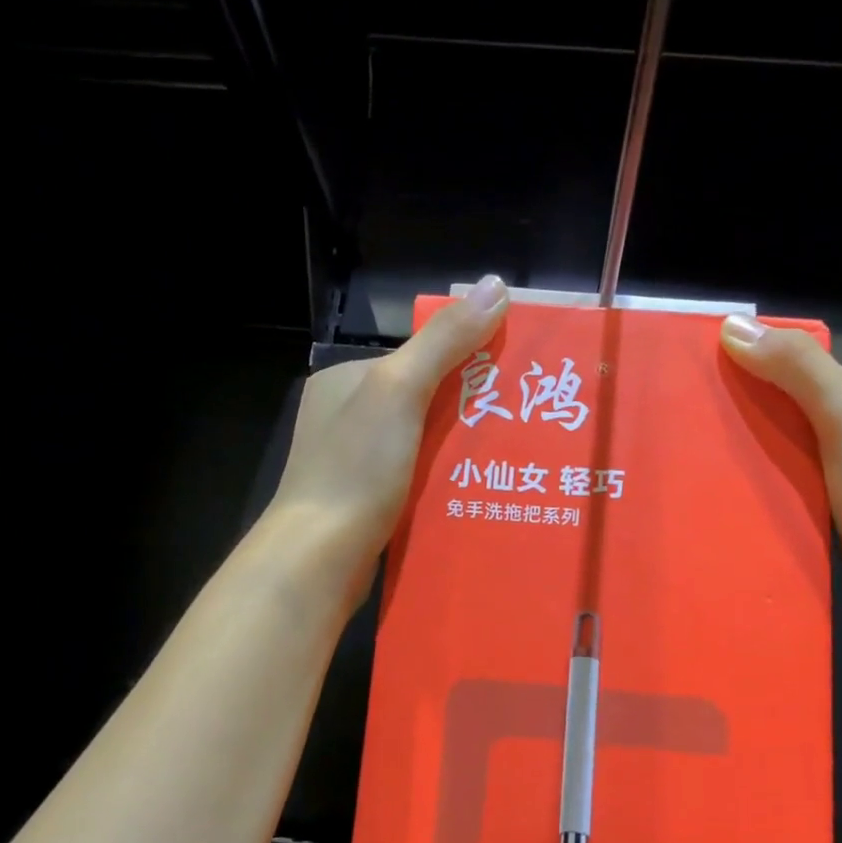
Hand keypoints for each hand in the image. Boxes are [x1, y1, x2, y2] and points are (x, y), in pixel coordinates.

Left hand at [266, 275, 511, 581]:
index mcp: (347, 380)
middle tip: (522, 422)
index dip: (467, 360)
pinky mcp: (365, 501)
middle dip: (469, 409)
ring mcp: (353, 461)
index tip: (514, 377)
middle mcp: (346, 415)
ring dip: (460, 449)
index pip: (418, 356)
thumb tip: (495, 285)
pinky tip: (477, 490)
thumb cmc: (357, 468)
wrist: (318, 557)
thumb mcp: (400, 390)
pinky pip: (415, 479)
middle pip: (423, 400)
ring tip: (511, 458)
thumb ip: (445, 341)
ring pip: (422, 443)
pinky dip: (443, 480)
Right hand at [719, 314, 841, 635]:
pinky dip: (756, 481)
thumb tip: (733, 327)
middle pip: (783, 402)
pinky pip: (782, 480)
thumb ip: (797, 367)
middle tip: (683, 420)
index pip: (794, 361)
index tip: (695, 374)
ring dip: (743, 448)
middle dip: (738, 406)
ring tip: (692, 457)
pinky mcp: (828, 505)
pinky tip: (725, 490)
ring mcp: (841, 467)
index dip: (748, 361)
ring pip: (779, 444)